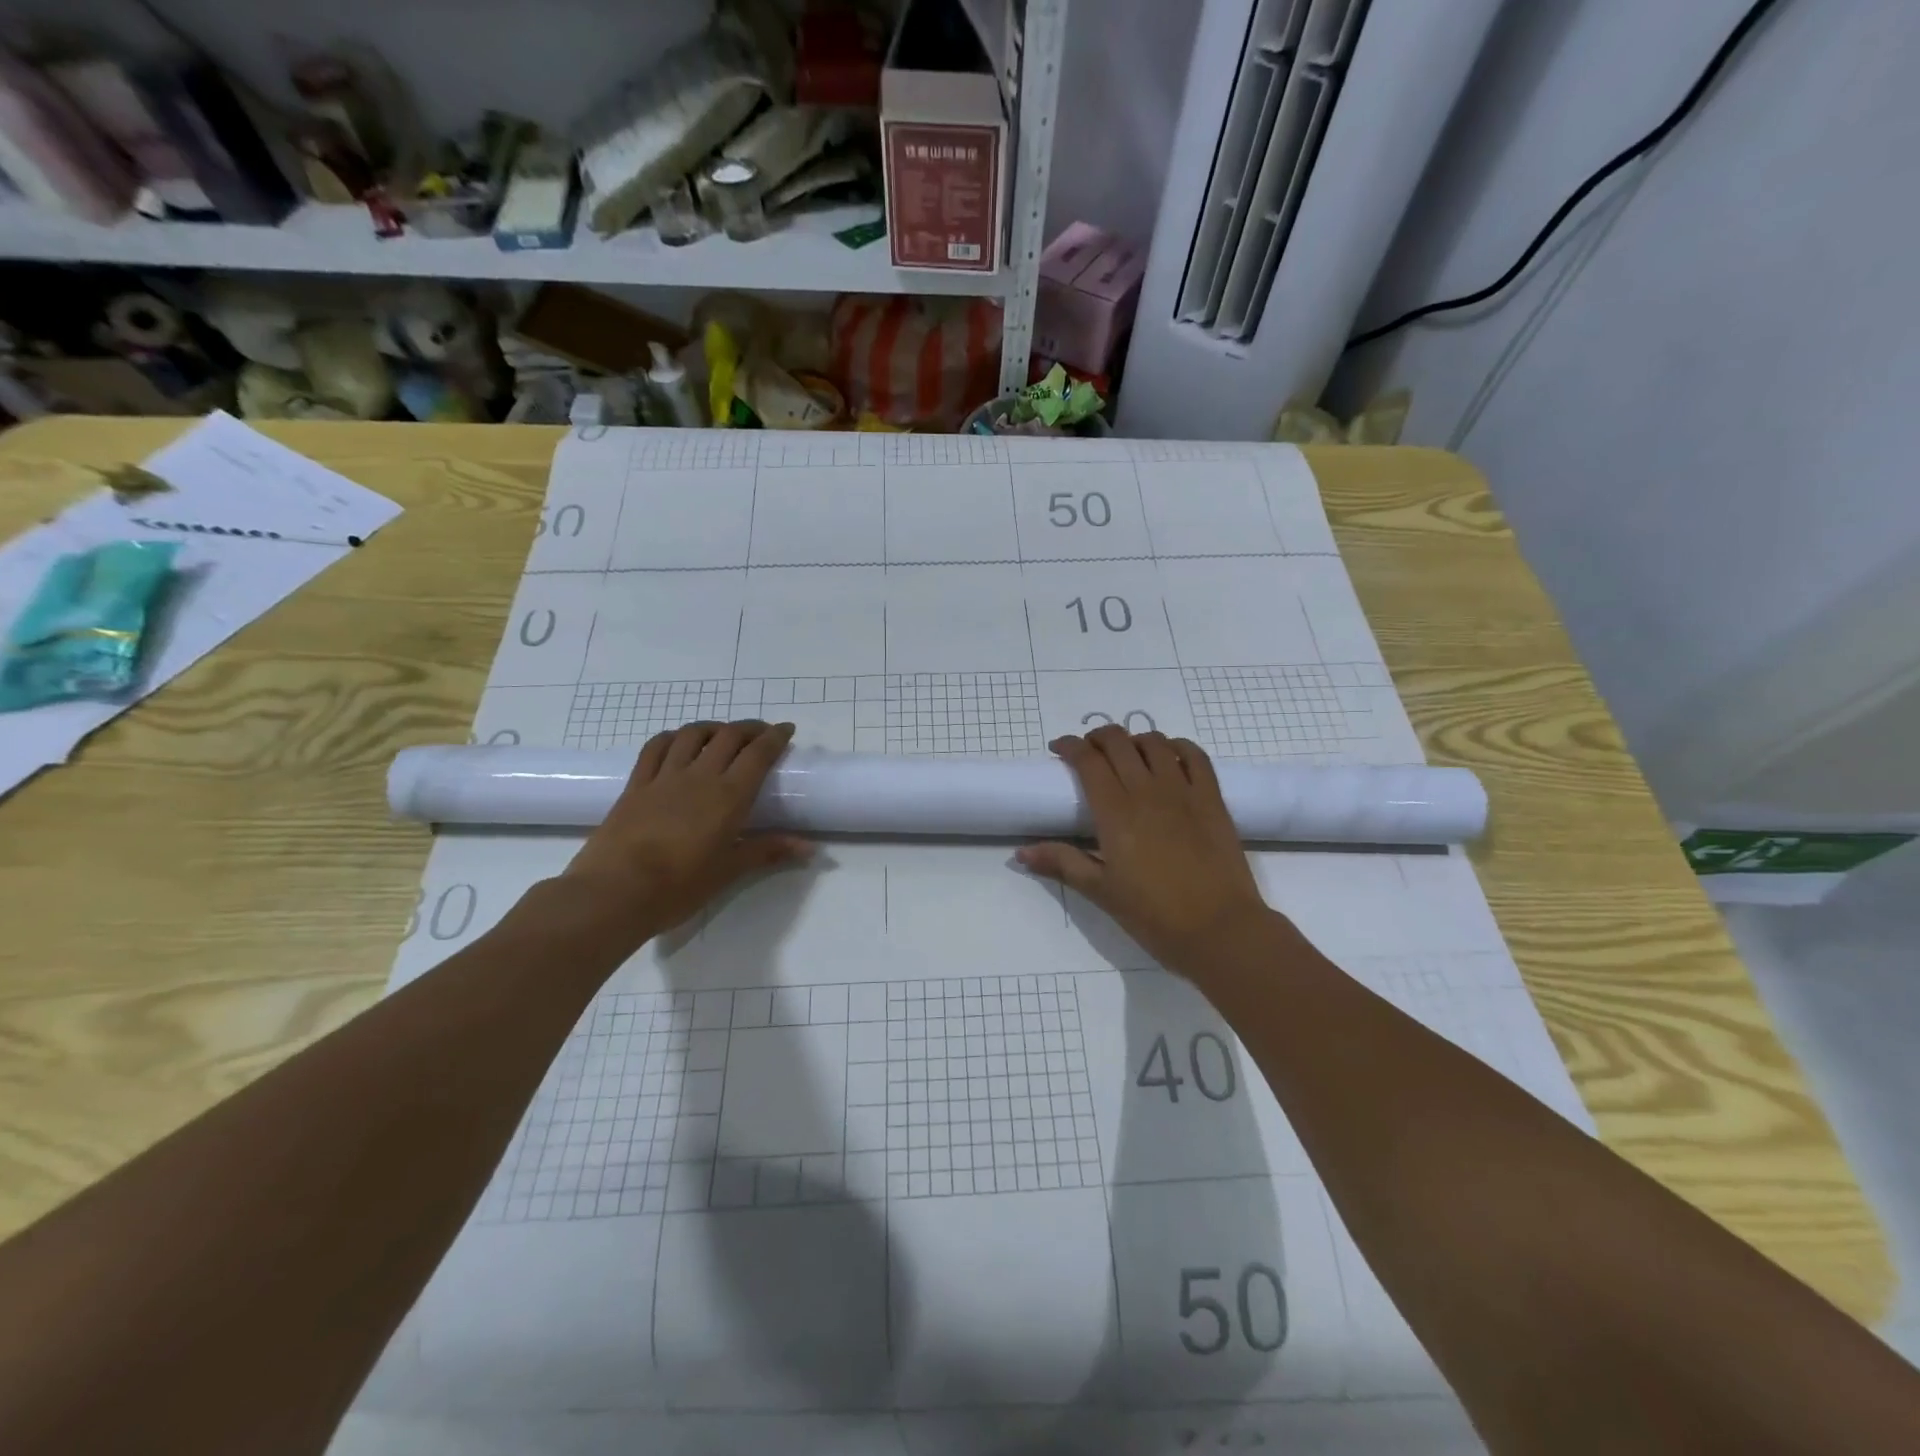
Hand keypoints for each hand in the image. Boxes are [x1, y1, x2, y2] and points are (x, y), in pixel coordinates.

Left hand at [555, 720, 810, 952]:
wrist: (615, 892)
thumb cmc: (680, 886)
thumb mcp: (729, 870)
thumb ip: (768, 851)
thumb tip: (810, 848)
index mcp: (728, 796)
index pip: (758, 754)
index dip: (775, 737)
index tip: (786, 729)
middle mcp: (699, 776)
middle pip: (728, 736)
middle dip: (749, 728)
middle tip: (761, 733)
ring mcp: (664, 777)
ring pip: (691, 735)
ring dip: (712, 727)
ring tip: (722, 734)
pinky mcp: (636, 785)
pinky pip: (655, 748)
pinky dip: (672, 737)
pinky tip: (678, 741)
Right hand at [1016, 727, 1276, 973]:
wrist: (1220, 930)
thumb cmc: (1154, 915)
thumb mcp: (1101, 891)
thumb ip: (1062, 863)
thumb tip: (1020, 853)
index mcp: (1115, 812)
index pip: (1088, 760)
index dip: (1070, 746)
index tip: (1058, 749)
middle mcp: (1147, 791)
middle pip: (1119, 742)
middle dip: (1098, 738)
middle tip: (1088, 751)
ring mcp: (1183, 791)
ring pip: (1155, 743)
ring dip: (1135, 740)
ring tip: (1127, 754)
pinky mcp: (1212, 799)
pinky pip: (1196, 756)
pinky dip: (1177, 747)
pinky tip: (1169, 756)